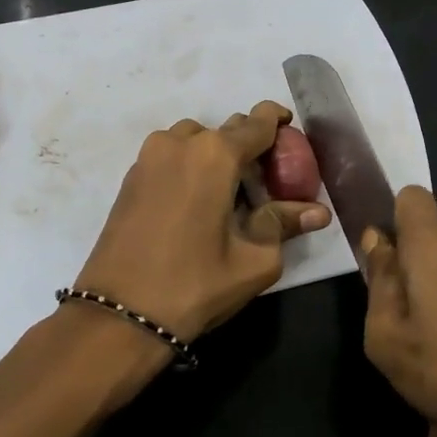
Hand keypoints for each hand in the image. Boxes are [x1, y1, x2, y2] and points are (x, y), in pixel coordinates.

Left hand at [0, 102, 328, 436]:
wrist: (117, 316)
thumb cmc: (194, 284)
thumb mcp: (254, 260)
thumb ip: (285, 224)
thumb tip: (319, 211)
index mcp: (215, 154)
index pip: (256, 122)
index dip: (278, 121)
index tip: (291, 128)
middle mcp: (180, 143)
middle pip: (226, 130)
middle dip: (249, 146)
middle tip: (267, 179)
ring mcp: (148, 158)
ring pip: (194, 141)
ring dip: (216, 156)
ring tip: (230, 193)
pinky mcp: (130, 178)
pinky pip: (171, 157)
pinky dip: (191, 167)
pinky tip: (200, 203)